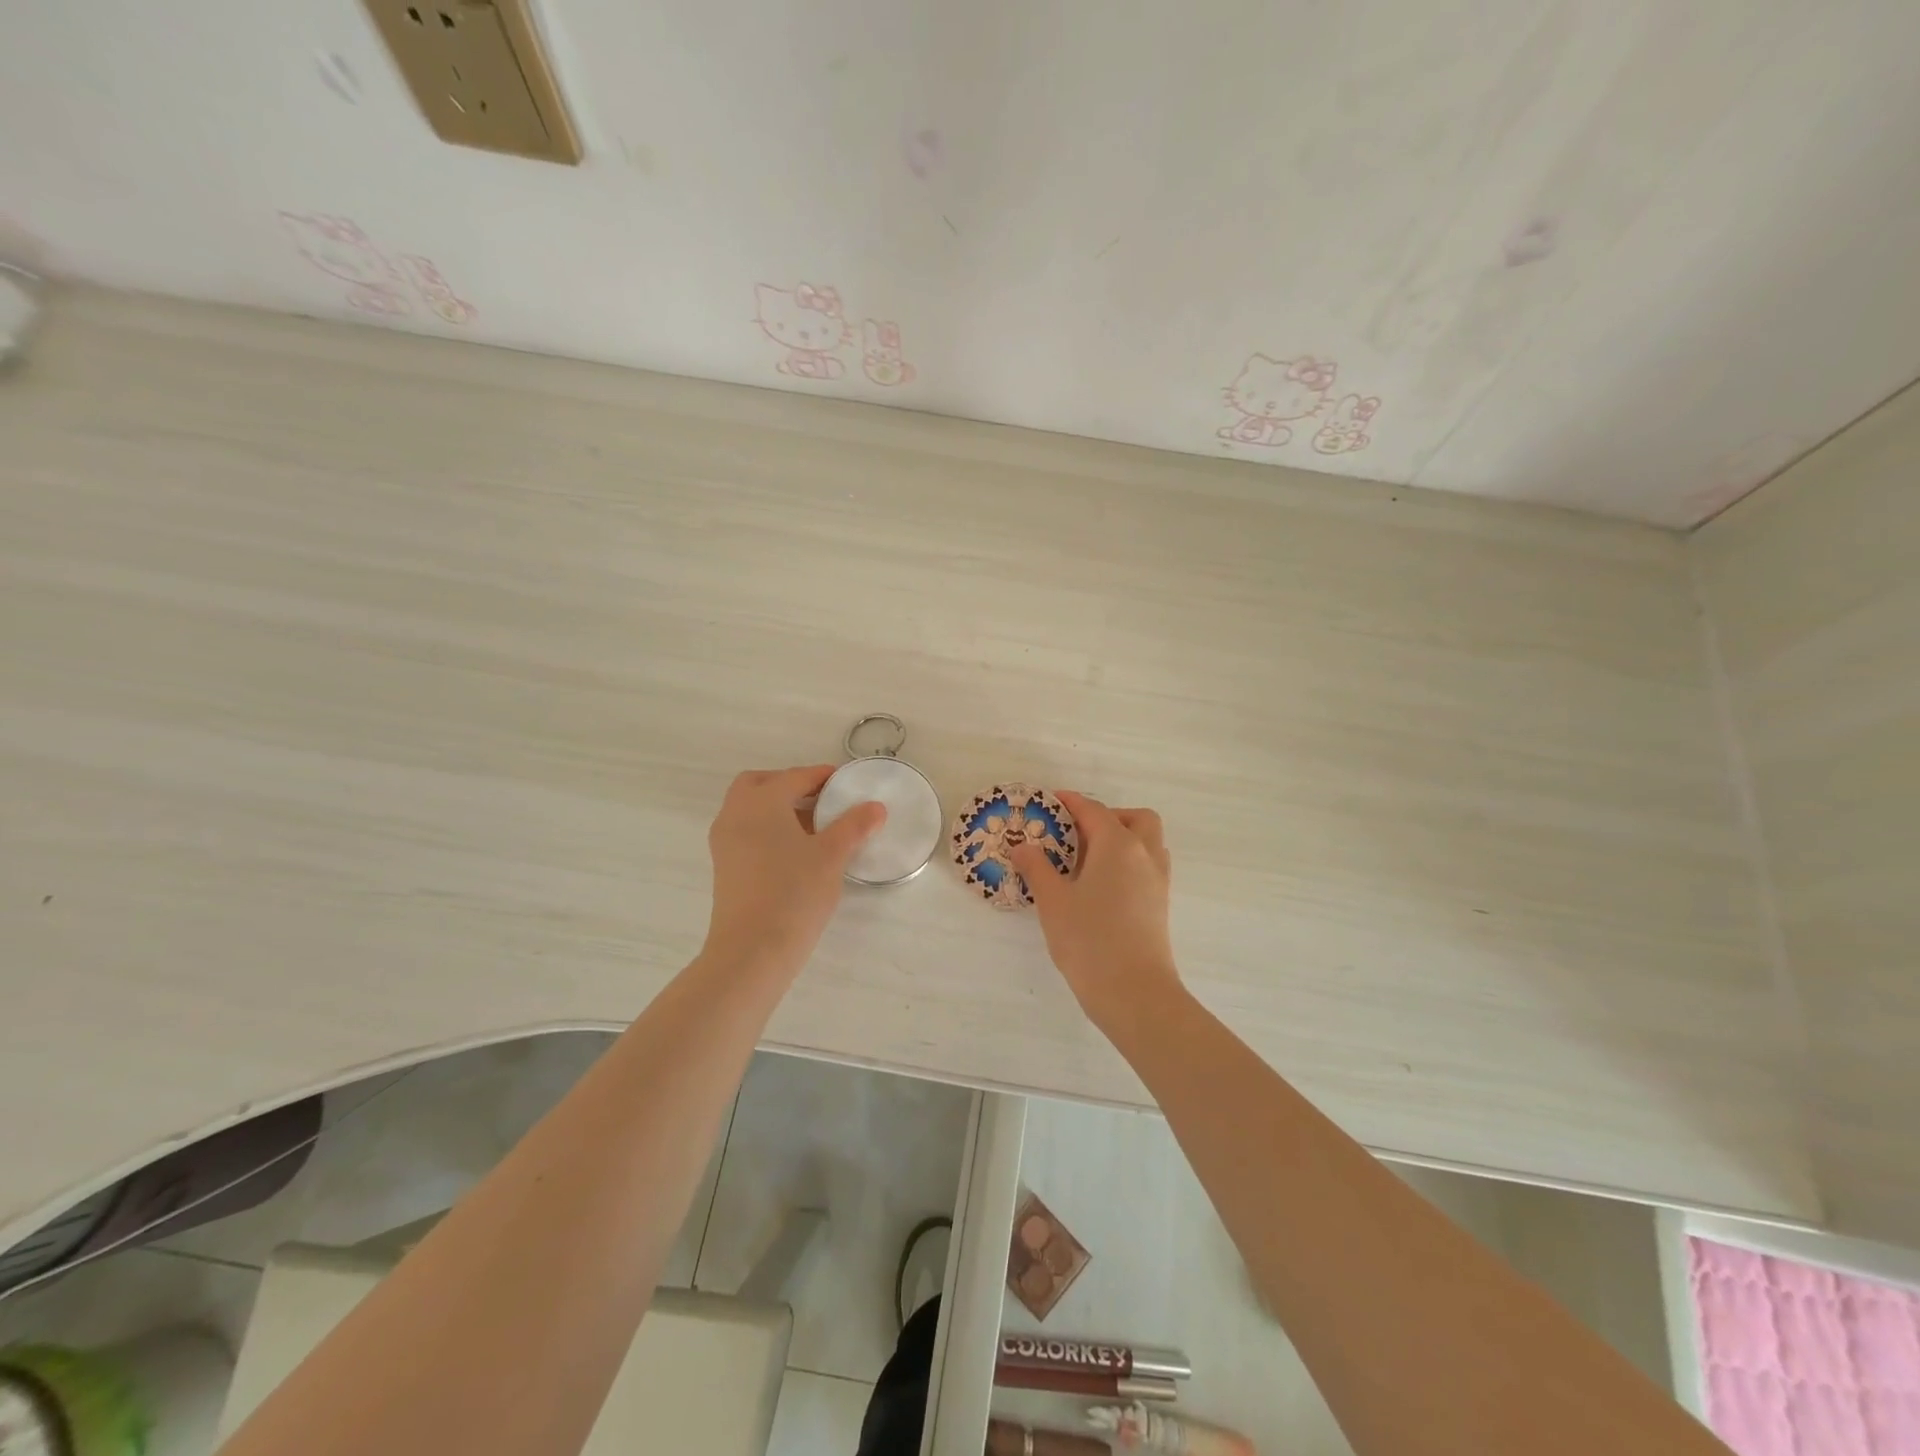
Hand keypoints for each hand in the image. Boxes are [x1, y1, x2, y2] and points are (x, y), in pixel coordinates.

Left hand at [701, 766, 886, 978]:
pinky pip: (746, 832)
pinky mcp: (724, 867)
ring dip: (778, 808)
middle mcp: (735, 814)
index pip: (794, 777)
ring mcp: (724, 842)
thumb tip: (875, 807)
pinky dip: (767, 829)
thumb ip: (854, 826)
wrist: (752, 951)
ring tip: (814, 828)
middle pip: (760, 784)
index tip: (844, 781)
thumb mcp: (832, 856)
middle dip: (789, 785)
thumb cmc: (794, 893)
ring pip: (750, 810)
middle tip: (821, 799)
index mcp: (761, 802)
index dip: (821, 776)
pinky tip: (795, 852)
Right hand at [1010, 791, 1183, 1034]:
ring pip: (1148, 842)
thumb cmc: (1089, 940)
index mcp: (1118, 845)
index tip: (1051, 800)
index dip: (1071, 802)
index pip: (1094, 810)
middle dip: (1108, 816)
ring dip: (1124, 838)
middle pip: (1135, 818)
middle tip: (1077, 833)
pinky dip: (1130, 861)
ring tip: (1089, 859)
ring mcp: (1157, 880)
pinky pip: (1148, 865)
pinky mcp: (1161, 904)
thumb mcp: (1052, 901)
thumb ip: (1036, 868)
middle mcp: (1144, 855)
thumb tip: (1021, 847)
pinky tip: (1103, 885)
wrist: (1134, 992)